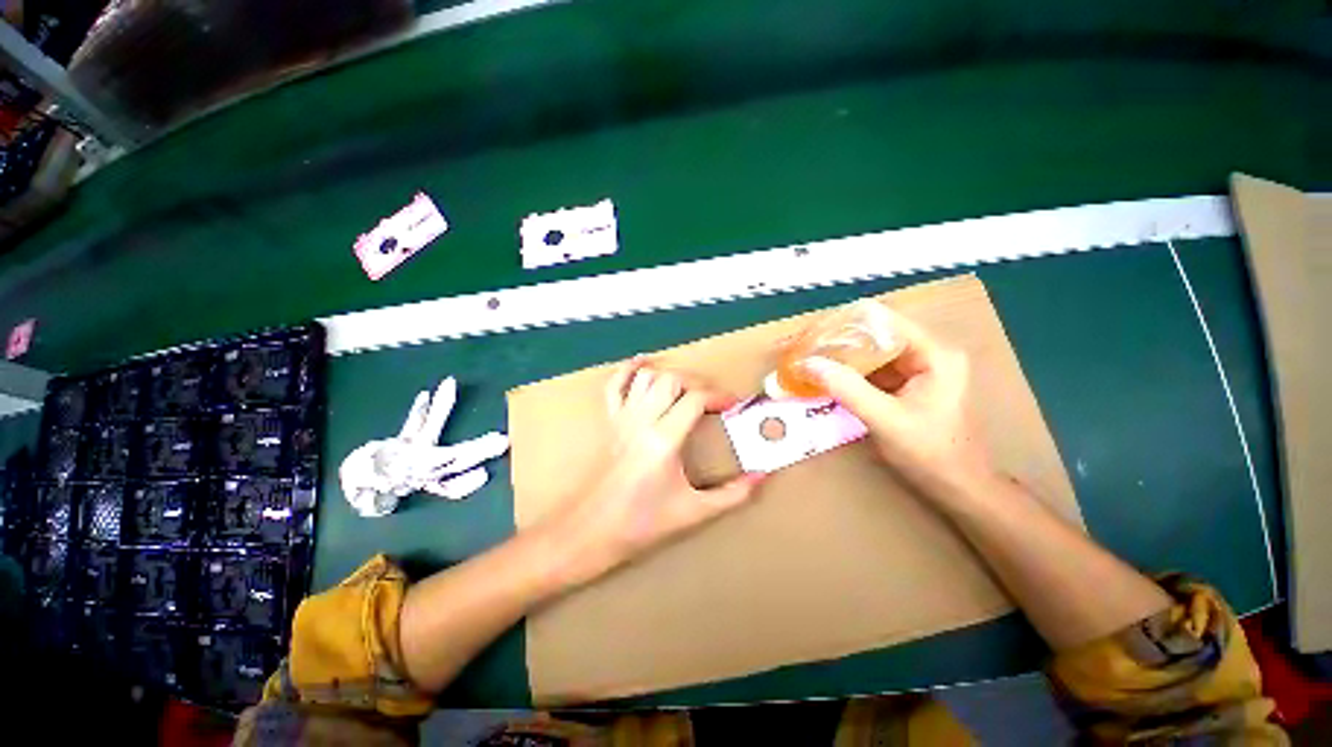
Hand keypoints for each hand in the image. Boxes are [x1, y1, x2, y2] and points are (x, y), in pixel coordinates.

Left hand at [549, 359, 764, 584]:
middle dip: (698, 384)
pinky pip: (615, 385)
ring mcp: (622, 418)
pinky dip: (629, 369)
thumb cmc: (642, 524)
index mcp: (663, 440)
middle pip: (672, 380)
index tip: (734, 406)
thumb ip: (732, 495)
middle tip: (713, 401)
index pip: (695, 398)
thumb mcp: (693, 513)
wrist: (591, 532)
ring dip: (671, 377)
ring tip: (687, 391)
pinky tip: (643, 363)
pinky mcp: (609, 421)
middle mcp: (642, 420)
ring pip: (647, 377)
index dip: (720, 396)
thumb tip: (761, 476)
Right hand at [802, 308, 991, 495]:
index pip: (883, 320)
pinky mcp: (908, 384)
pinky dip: (849, 373)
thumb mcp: (886, 421)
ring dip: (841, 358)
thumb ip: (847, 389)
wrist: (959, 488)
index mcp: (934, 354)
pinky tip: (827, 378)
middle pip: (875, 334)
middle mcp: (928, 353)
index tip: (812, 334)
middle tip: (803, 349)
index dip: (845, 324)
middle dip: (838, 342)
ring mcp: (919, 368)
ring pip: (871, 352)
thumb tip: (808, 363)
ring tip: (809, 362)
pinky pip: (873, 370)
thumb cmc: (931, 454)